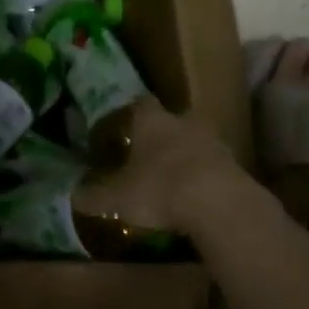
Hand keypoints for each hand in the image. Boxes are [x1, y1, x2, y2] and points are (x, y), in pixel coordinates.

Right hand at [73, 96, 247, 234]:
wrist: (220, 205)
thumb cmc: (160, 189)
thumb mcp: (117, 197)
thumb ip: (95, 195)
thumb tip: (72, 195)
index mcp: (152, 121)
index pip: (140, 103)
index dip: (131, 113)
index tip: (122, 125)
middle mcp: (183, 123)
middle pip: (172, 119)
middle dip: (162, 133)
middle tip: (148, 151)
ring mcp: (214, 143)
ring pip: (196, 141)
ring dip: (186, 154)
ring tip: (172, 177)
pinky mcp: (235, 167)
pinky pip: (214, 166)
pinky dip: (204, 177)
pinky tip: (195, 196)